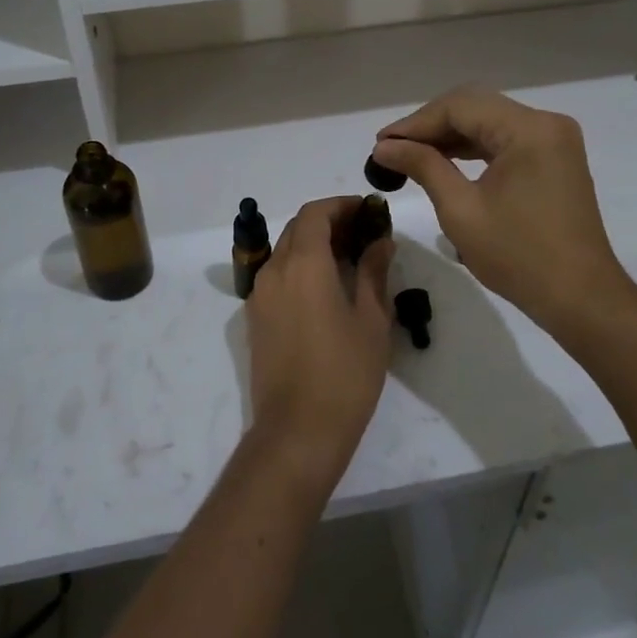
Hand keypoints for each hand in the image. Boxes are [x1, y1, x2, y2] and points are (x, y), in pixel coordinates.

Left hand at [245, 197, 393, 489]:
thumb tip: (380, 241)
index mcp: (303, 264)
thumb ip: (374, 272)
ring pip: (286, 251)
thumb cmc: (344, 374)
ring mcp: (260, 295)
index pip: (315, 213)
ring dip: (314, 244)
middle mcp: (275, 270)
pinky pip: (277, 275)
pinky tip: (326, 288)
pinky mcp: (255, 318)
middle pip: (298, 228)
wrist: (297, 431)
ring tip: (349, 259)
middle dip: (329, 222)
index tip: (368, 211)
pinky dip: (300, 267)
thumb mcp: (371, 321)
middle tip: (363, 234)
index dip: (341, 206)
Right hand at [372, 87, 634, 340]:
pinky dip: (474, 148)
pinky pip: (505, 140)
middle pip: (475, 107)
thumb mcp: (461, 210)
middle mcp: (546, 123)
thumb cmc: (518, 256)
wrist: (581, 299)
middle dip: (430, 126)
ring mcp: (554, 140)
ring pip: (489, 122)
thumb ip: (423, 166)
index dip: (415, 123)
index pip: (460, 107)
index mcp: (528, 129)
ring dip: (450, 136)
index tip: (380, 143)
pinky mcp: (554, 158)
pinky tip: (444, 161)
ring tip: (410, 155)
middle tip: (391, 148)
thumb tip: (384, 146)